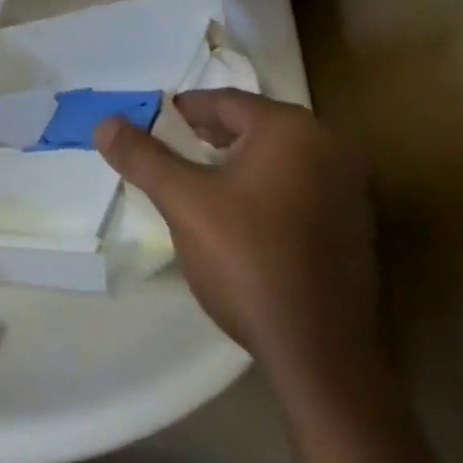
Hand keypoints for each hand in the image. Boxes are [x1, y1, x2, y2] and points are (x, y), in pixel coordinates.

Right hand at [96, 90, 377, 388]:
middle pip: (252, 126)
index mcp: (291, 128)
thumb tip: (105, 123)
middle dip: (207, 138)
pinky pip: (299, 188)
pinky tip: (242, 220)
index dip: (182, 112)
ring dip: (237, 165)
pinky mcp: (357, 228)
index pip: (223, 102)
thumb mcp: (183, 202)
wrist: (322, 360)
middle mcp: (328, 146)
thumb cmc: (248, 261)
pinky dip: (267, 191)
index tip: (152, 126)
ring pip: (276, 158)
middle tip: (170, 154)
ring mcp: (350, 189)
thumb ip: (142, 156)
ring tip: (199, 186)